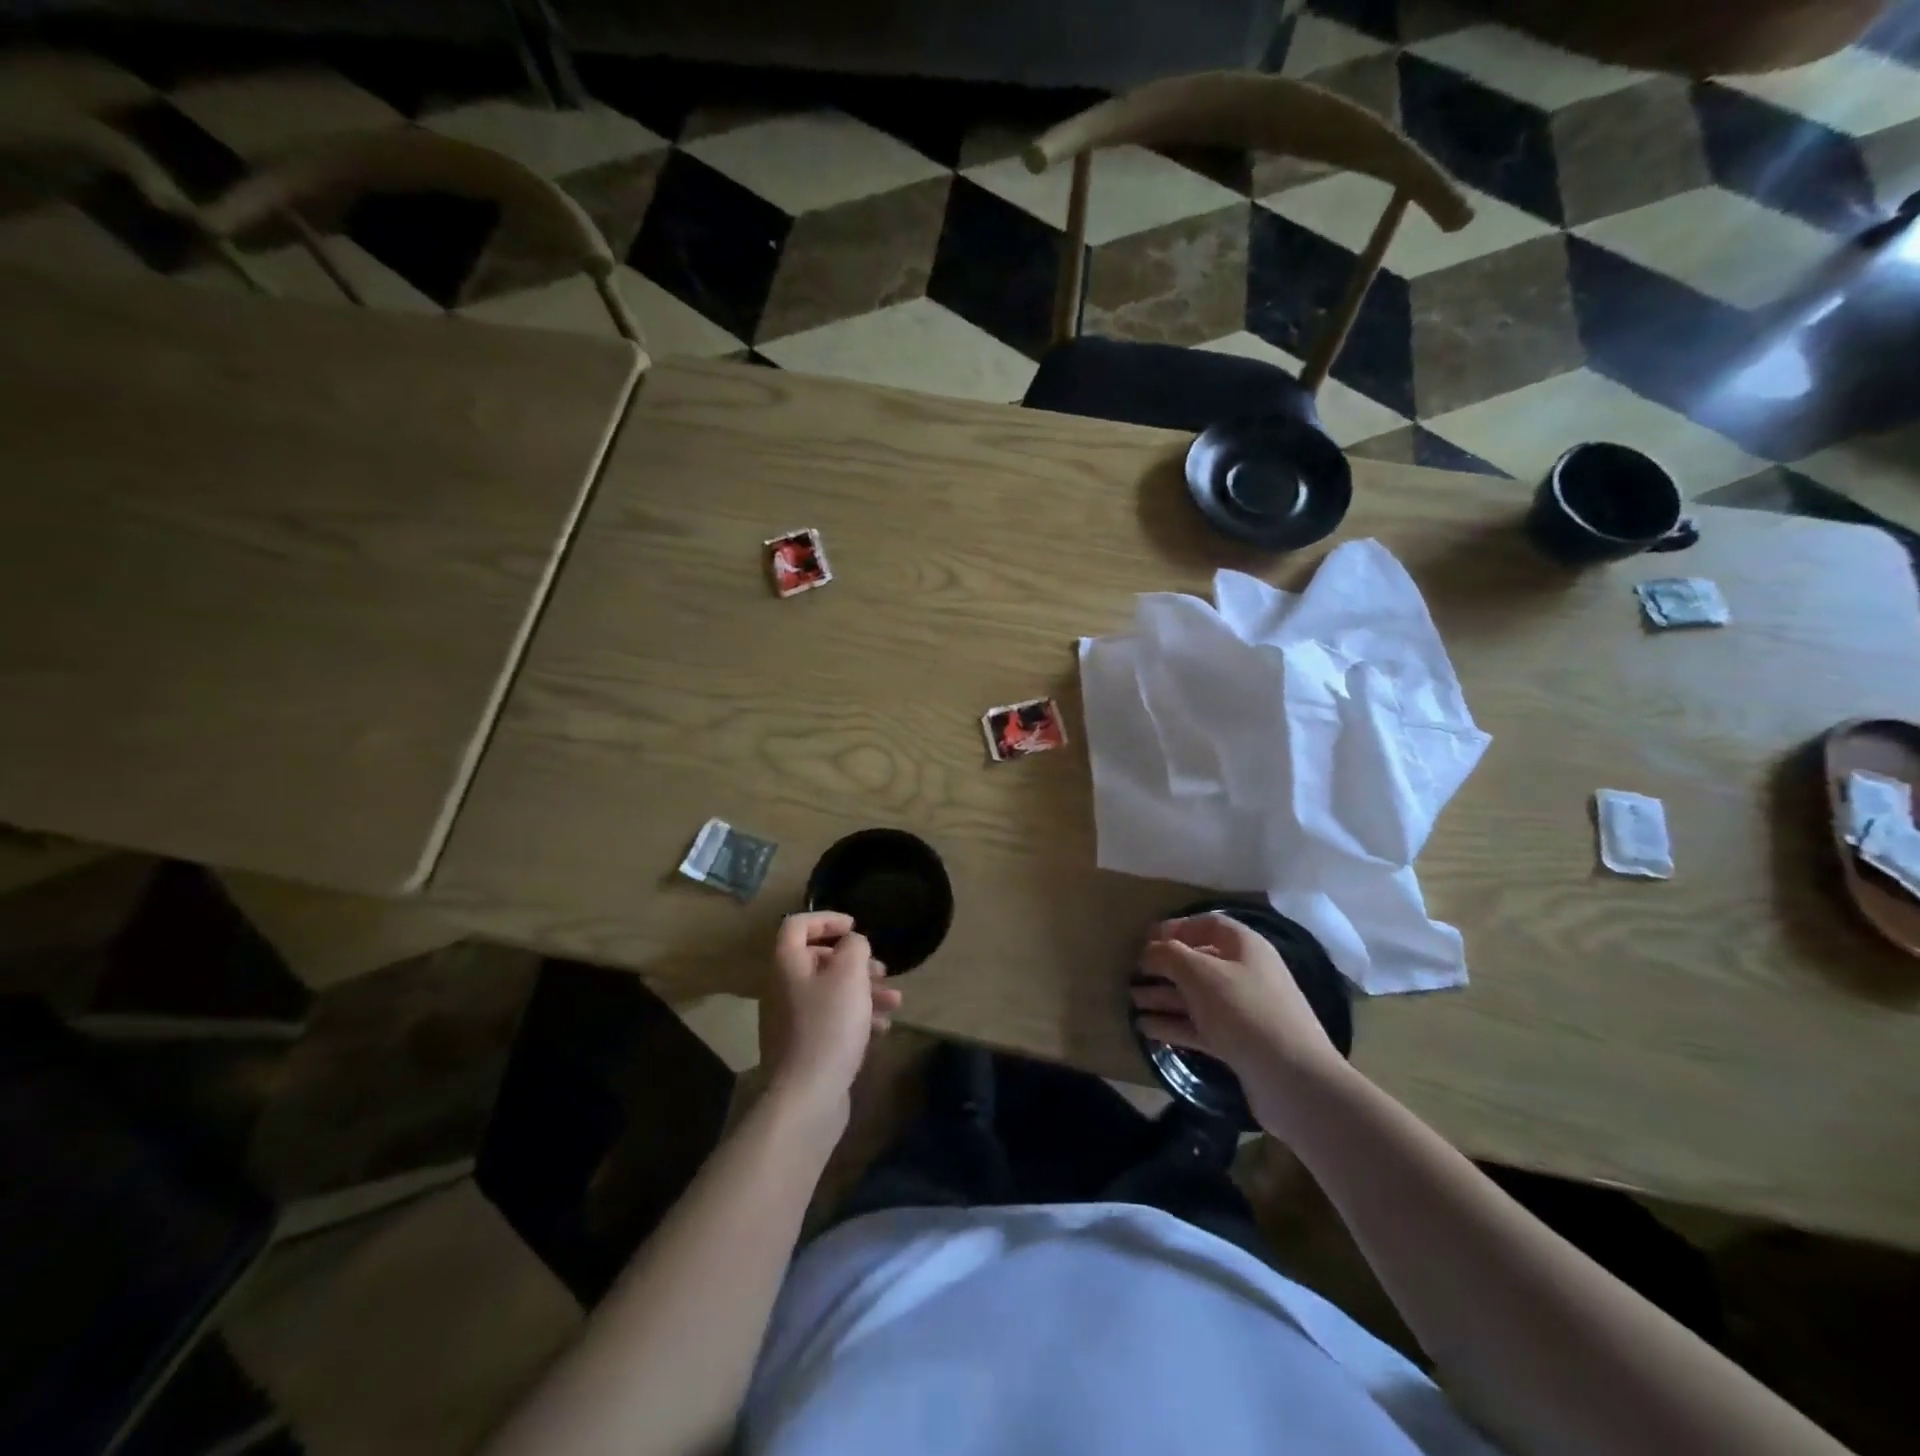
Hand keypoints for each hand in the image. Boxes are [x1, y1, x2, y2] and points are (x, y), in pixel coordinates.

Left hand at [760, 913, 901, 1117]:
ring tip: (894, 1001)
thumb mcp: (849, 975)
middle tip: (881, 970)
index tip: (855, 925)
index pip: (797, 925)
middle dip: (855, 962)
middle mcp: (785, 988)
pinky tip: (881, 1029)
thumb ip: (854, 948)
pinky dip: (857, 1018)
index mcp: (788, 965)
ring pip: (831, 992)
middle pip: (819, 960)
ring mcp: (793, 1020)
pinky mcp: (806, 1047)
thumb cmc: (829, 1026)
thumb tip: (853, 943)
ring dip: (864, 991)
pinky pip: (832, 1020)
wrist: (808, 1096)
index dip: (826, 918)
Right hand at [1132, 913, 1346, 1135]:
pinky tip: (1146, 1029)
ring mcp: (1244, 1011)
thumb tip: (1149, 951)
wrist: (1294, 1080)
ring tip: (1131, 1003)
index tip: (1145, 939)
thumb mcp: (1201, 973)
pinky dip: (1174, 1025)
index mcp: (1245, 947)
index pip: (1207, 925)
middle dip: (1164, 967)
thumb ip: (1169, 955)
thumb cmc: (1245, 1011)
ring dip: (1163, 997)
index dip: (1176, 928)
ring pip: (1196, 997)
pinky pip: (1200, 1026)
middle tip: (1132, 975)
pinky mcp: (1239, 1044)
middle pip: (1199, 962)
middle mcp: (1246, 974)